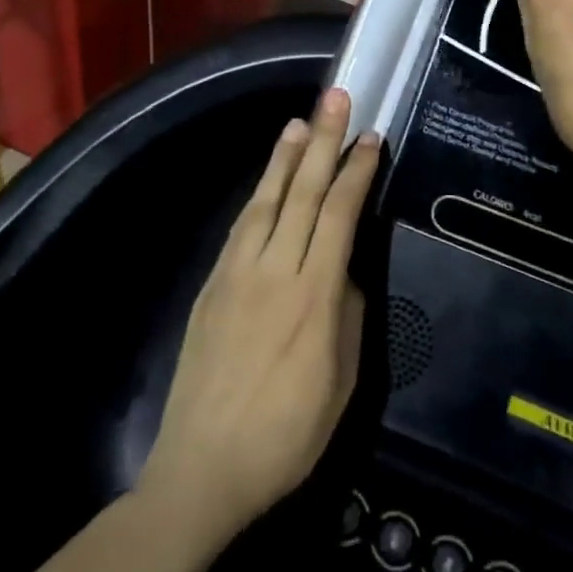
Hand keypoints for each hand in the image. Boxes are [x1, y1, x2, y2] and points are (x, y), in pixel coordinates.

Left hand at [136, 90, 377, 549]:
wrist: (202, 473)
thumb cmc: (287, 436)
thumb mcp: (342, 382)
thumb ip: (348, 314)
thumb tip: (345, 271)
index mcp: (314, 295)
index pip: (339, 213)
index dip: (356, 171)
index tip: (370, 138)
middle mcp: (275, 270)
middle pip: (303, 192)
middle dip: (323, 141)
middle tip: (335, 99)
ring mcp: (238, 274)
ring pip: (267, 200)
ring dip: (285, 158)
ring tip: (300, 123)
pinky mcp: (213, 287)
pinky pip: (241, 227)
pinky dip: (259, 195)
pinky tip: (268, 181)